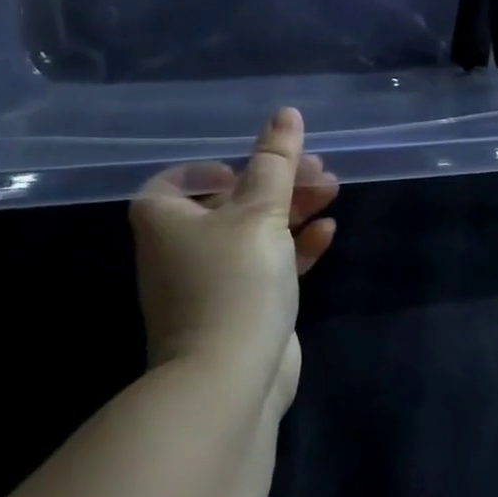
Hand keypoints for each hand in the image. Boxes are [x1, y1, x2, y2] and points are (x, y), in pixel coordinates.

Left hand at [131, 108, 338, 409]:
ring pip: (254, 232)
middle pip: (231, 201)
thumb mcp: (260, 210)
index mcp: (166, 220)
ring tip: (331, 190)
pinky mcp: (239, 309)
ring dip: (292, 209)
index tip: (255, 166)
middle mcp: (180, 249)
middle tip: (317, 169)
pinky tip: (326, 233)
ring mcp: (209, 283)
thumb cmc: (234, 281)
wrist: (228, 383)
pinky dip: (294, 246)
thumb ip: (276, 161)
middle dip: (277, 182)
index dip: (216, 168)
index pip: (180, 180)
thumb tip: (286, 113)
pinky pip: (267, 265)